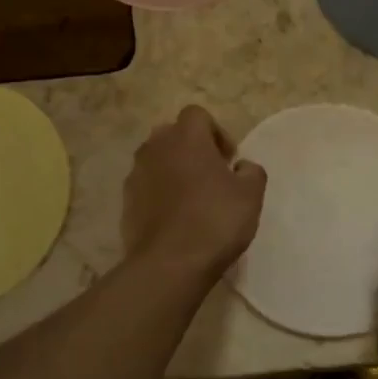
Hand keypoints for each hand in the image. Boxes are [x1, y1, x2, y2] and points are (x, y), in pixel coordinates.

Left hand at [123, 106, 266, 281]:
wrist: (170, 263)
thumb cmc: (215, 221)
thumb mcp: (251, 195)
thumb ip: (251, 171)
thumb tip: (242, 167)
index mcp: (185, 137)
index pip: (197, 115)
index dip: (216, 133)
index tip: (228, 160)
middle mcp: (155, 148)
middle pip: (172, 135)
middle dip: (191, 149)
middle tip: (211, 175)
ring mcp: (136, 175)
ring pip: (156, 161)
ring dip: (174, 171)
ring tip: (192, 199)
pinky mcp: (126, 202)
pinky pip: (146, 188)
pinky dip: (159, 195)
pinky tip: (176, 220)